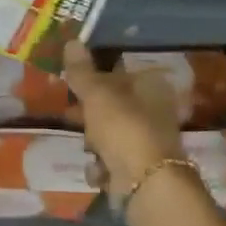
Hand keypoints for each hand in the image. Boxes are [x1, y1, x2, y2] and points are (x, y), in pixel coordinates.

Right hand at [63, 40, 185, 199]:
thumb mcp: (97, 95)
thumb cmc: (123, 128)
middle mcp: (155, 112)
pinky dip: (102, 168)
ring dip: (94, 143)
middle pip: (114, 106)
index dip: (96, 77)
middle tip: (70, 116)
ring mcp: (149, 143)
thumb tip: (72, 41)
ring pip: (111, 135)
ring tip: (86, 148)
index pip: (121, 74)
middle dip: (90, 115)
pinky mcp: (141, 170)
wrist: (146, 184)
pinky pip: (112, 162)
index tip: (73, 84)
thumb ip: (82, 71)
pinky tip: (97, 172)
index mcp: (152, 88)